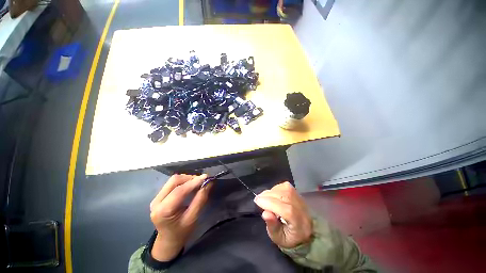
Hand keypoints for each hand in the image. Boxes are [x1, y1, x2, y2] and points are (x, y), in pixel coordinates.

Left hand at [149, 174, 210, 260]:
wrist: (168, 240)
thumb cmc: (182, 232)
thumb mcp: (193, 218)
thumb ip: (200, 199)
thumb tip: (208, 183)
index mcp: (163, 211)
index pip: (179, 191)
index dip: (194, 182)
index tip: (207, 177)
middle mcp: (156, 202)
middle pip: (174, 181)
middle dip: (190, 178)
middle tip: (203, 180)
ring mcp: (156, 198)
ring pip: (173, 180)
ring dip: (187, 179)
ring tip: (198, 182)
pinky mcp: (159, 195)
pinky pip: (172, 183)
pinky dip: (184, 181)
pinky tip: (191, 185)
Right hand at [254, 182, 312, 247]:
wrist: (303, 232)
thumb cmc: (288, 237)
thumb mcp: (278, 237)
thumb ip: (272, 226)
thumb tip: (265, 213)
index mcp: (299, 224)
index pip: (286, 210)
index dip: (270, 203)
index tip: (257, 201)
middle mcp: (302, 209)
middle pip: (285, 197)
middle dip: (268, 196)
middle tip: (258, 198)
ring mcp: (301, 199)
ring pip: (285, 189)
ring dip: (271, 191)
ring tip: (264, 197)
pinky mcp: (298, 193)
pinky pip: (285, 186)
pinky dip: (276, 188)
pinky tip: (272, 194)